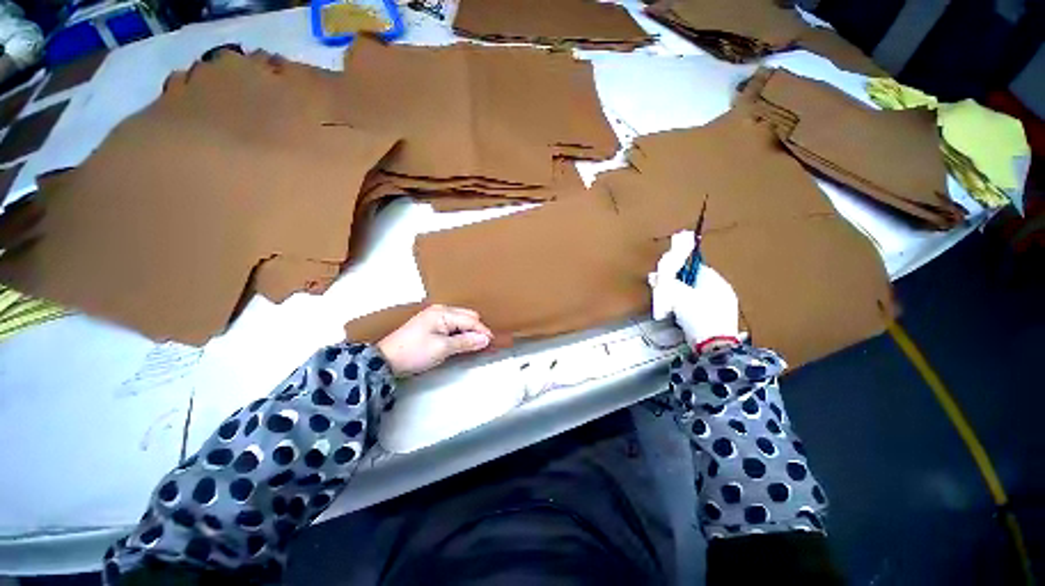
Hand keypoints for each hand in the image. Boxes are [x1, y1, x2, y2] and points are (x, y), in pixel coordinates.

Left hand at [377, 305, 492, 375]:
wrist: (386, 360)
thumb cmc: (414, 352)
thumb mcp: (442, 348)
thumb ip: (466, 342)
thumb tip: (484, 339)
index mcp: (443, 313)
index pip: (471, 320)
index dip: (483, 331)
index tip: (492, 343)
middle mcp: (440, 310)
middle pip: (467, 317)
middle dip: (477, 330)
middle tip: (484, 345)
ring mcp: (435, 316)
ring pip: (461, 321)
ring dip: (469, 331)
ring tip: (475, 344)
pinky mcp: (431, 324)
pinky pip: (452, 325)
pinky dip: (460, 333)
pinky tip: (462, 341)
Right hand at [648, 231, 739, 352]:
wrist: (714, 346)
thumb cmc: (698, 316)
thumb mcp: (677, 296)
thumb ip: (666, 283)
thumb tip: (655, 276)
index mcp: (717, 282)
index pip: (697, 268)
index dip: (681, 271)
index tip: (668, 276)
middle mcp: (724, 293)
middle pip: (697, 284)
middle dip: (680, 287)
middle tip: (667, 292)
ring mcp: (724, 309)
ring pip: (699, 298)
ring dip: (685, 300)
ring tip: (672, 307)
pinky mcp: (720, 323)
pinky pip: (702, 311)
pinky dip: (691, 312)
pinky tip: (682, 319)